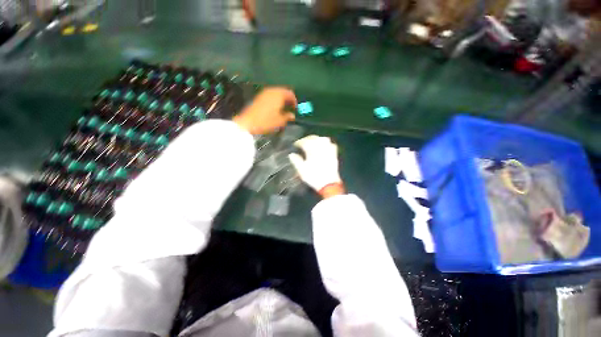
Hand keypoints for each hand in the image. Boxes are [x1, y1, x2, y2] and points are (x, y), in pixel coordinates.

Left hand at [233, 87, 296, 134]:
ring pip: (276, 93)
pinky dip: (274, 99)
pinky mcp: (259, 97)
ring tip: (283, 108)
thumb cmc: (266, 121)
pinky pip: (270, 95)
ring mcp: (264, 93)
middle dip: (287, 99)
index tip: (295, 108)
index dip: (294, 101)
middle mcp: (271, 91)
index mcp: (278, 95)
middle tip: (290, 107)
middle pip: (283, 91)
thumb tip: (292, 115)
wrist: (249, 123)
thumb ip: (288, 117)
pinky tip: (274, 108)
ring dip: (281, 99)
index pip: (290, 93)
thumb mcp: (280, 121)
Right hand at [288, 135, 343, 196]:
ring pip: (324, 140)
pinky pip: (332, 145)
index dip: (299, 142)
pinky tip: (325, 147)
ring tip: (313, 142)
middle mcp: (320, 148)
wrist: (328, 184)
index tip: (296, 144)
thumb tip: (291, 154)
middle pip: (314, 138)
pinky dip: (327, 144)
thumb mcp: (302, 170)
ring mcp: (328, 151)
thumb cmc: (313, 177)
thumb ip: (296, 161)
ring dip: (317, 139)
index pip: (305, 142)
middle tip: (303, 142)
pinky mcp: (334, 155)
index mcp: (312, 151)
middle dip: (308, 139)